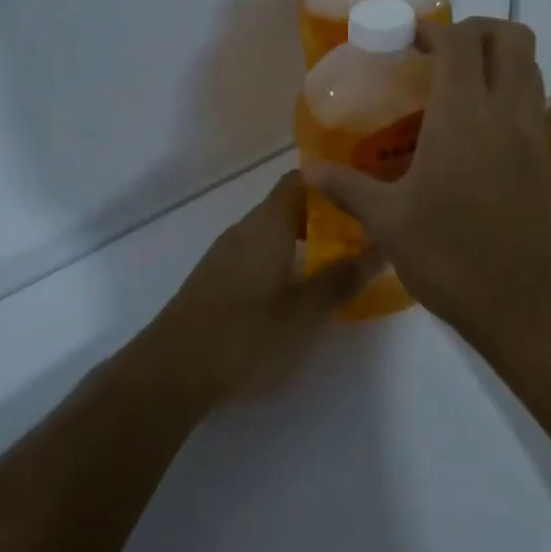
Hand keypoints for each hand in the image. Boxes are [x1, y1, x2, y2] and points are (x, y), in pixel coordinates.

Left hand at [151, 171, 376, 397]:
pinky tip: (294, 291)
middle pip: (286, 207)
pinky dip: (279, 261)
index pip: (300, 181)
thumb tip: (377, 250)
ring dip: (300, 242)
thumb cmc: (246, 334)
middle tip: (357, 237)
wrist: (173, 370)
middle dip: (322, 218)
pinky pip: (254, 255)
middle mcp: (244, 230)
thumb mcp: (304, 312)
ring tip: (334, 265)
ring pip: (269, 233)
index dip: (330, 182)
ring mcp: (224, 255)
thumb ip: (340, 279)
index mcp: (267, 225)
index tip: (360, 194)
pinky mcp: (213, 280)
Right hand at [303, 18, 550, 340]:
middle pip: (512, 39)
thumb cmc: (452, 257)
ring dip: (498, 63)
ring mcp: (537, 140)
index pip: (462, 41)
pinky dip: (508, 104)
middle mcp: (507, 115)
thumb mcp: (388, 223)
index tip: (408, 40)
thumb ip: (347, 189)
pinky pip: (533, 112)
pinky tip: (477, 145)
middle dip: (478, 30)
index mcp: (464, 117)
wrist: (531, 308)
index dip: (436, 29)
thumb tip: (308, 172)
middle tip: (441, 53)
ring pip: (530, 72)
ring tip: (457, 91)